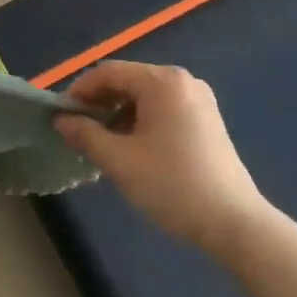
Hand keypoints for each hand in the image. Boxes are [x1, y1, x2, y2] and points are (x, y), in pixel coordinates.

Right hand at [54, 61, 264, 252]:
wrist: (234, 223)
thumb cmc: (173, 186)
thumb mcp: (120, 161)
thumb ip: (85, 135)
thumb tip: (61, 120)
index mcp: (162, 81)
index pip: (108, 72)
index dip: (79, 91)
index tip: (61, 117)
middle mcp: (182, 80)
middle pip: (127, 80)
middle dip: (99, 103)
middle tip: (79, 132)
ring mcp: (198, 99)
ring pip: (144, 96)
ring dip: (119, 114)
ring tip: (103, 144)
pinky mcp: (207, 119)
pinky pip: (163, 108)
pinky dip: (141, 121)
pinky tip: (132, 148)